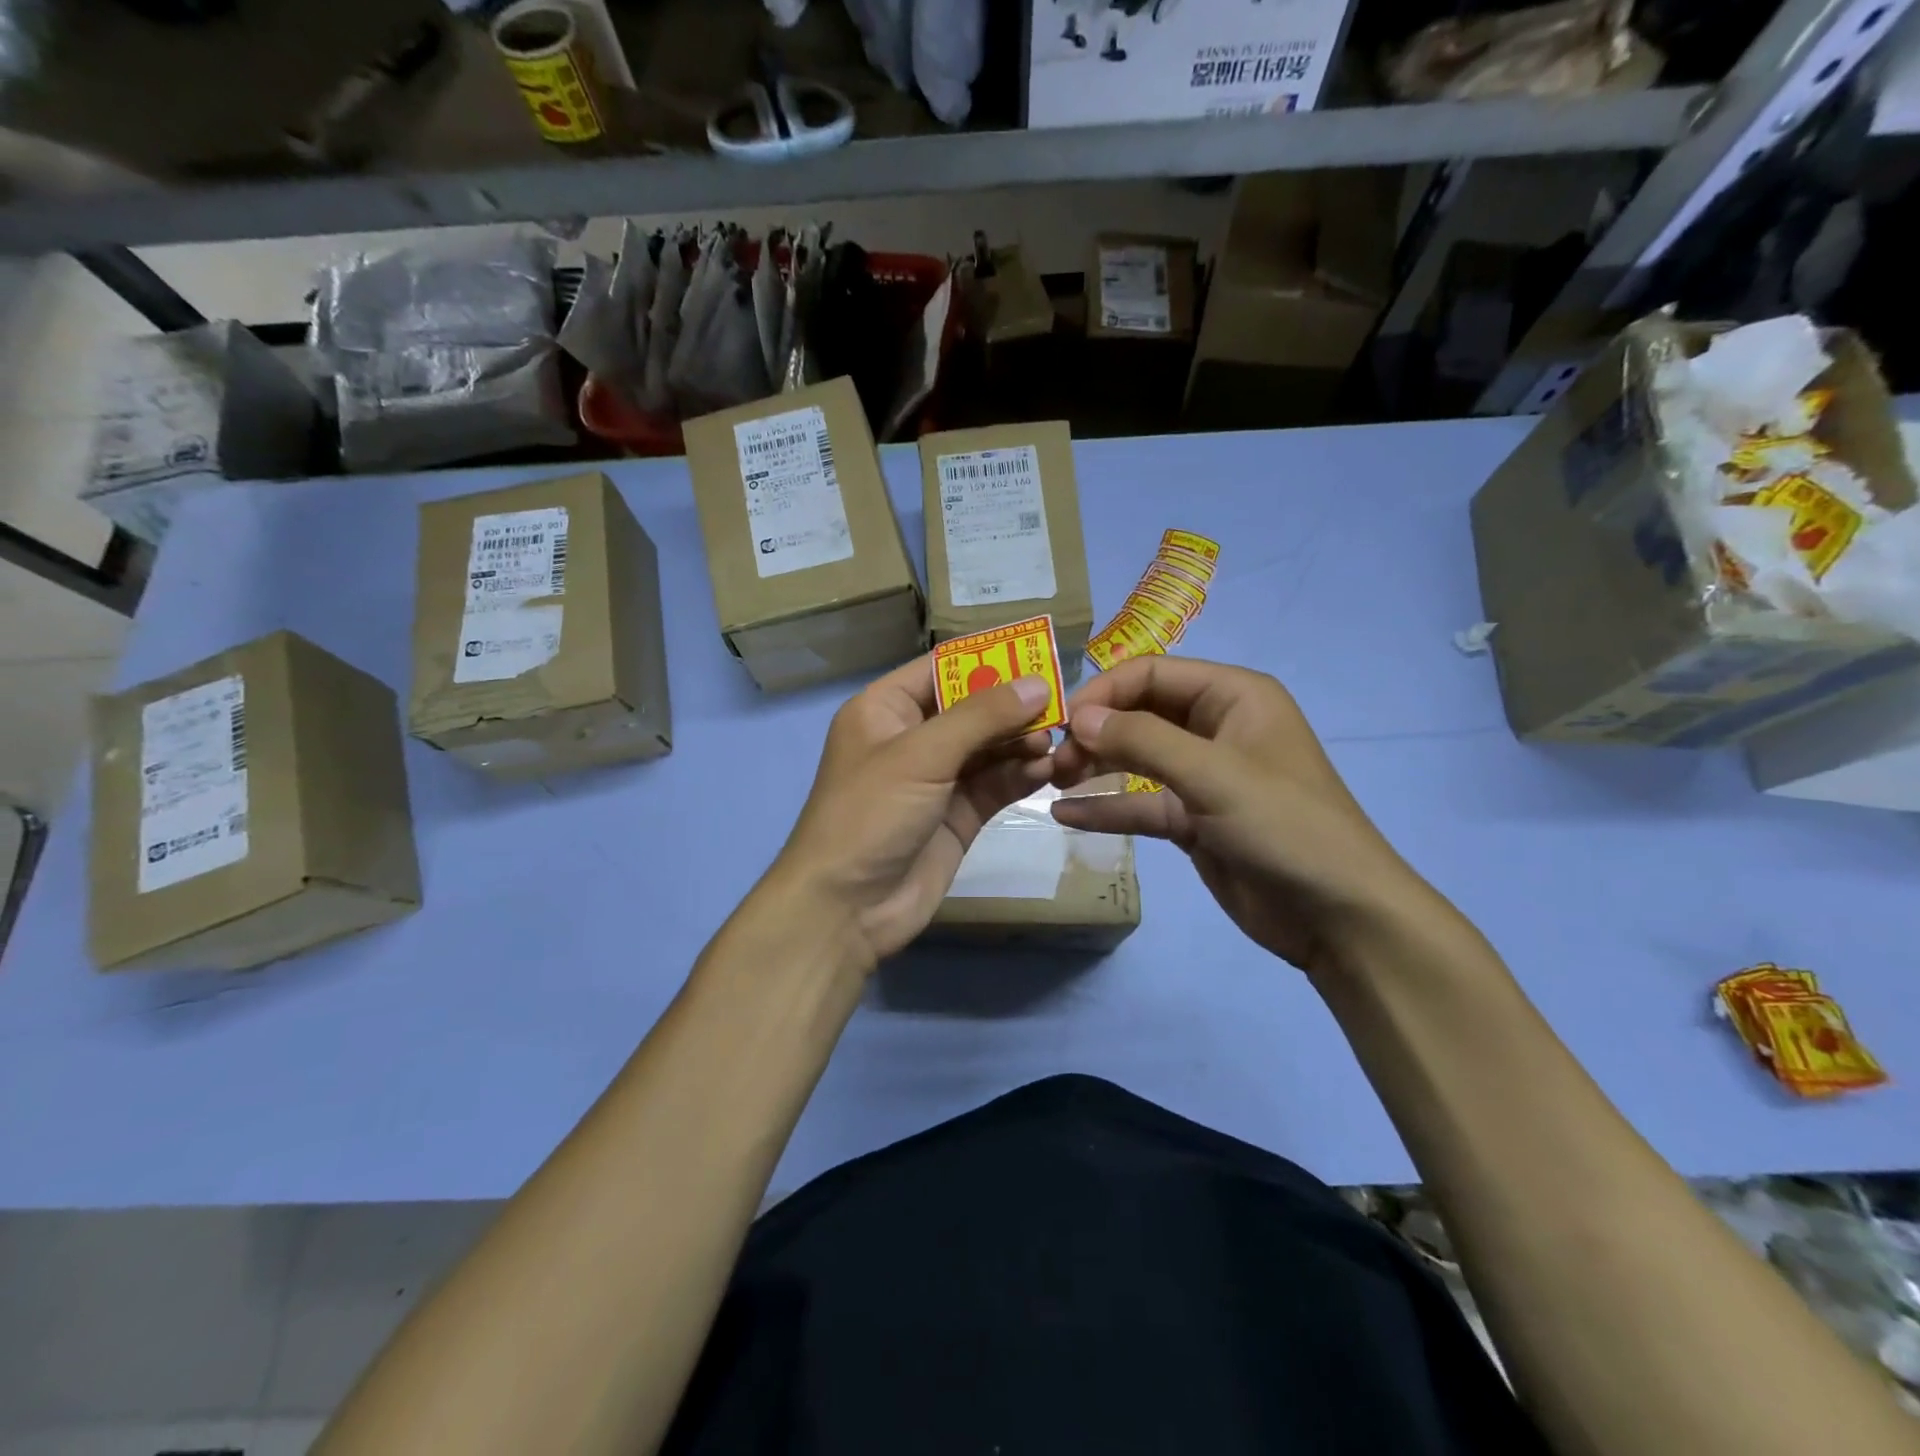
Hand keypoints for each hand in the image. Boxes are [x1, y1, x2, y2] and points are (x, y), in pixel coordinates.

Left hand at [771, 656, 1055, 967]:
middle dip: (1013, 705)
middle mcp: (912, 738)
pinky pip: (995, 783)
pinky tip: (1046, 770)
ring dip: (1021, 741)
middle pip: (972, 707)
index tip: (1037, 650)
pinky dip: (1020, 775)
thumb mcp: (921, 755)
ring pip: (989, 747)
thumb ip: (981, 717)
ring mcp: (937, 779)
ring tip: (1055, 741)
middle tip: (1060, 704)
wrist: (847, 908)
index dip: (987, 658)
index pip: (942, 668)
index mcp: (886, 709)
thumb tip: (1037, 684)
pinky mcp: (958, 814)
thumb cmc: (870, 814)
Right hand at [1050, 656, 1432, 976]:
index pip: (1153, 673)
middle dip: (1095, 731)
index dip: (1104, 692)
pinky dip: (1106, 808)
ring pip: (1135, 758)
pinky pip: (1140, 804)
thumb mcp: (1213, 775)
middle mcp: (1216, 726)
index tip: (1063, 723)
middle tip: (1053, 760)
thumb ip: (1142, 740)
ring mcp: (1203, 775)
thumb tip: (1078, 718)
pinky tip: (1064, 816)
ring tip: (1051, 781)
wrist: (1337, 916)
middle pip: (1139, 713)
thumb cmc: (1285, 827)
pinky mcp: (1193, 819)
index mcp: (1233, 696)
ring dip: (1094, 766)